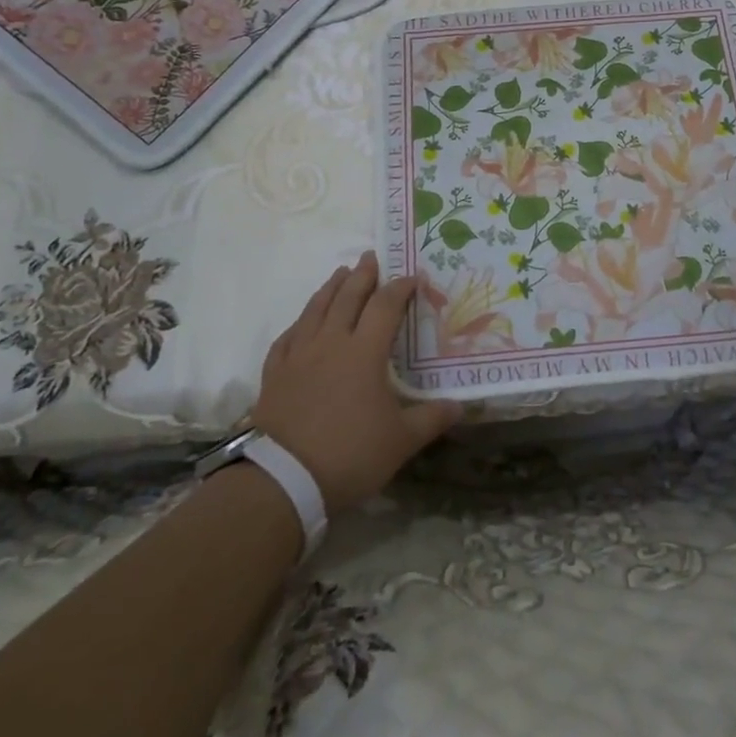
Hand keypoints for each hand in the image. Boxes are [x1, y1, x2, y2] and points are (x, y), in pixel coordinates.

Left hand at [252, 253, 461, 512]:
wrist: (283, 480)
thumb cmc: (349, 454)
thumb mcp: (401, 441)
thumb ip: (431, 419)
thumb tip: (461, 406)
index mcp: (364, 352)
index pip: (385, 306)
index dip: (400, 288)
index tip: (412, 276)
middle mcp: (331, 343)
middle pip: (347, 298)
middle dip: (362, 275)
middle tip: (371, 256)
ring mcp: (298, 356)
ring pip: (315, 310)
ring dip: (330, 288)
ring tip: (340, 273)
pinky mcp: (275, 374)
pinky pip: (287, 337)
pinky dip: (299, 323)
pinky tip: (302, 322)